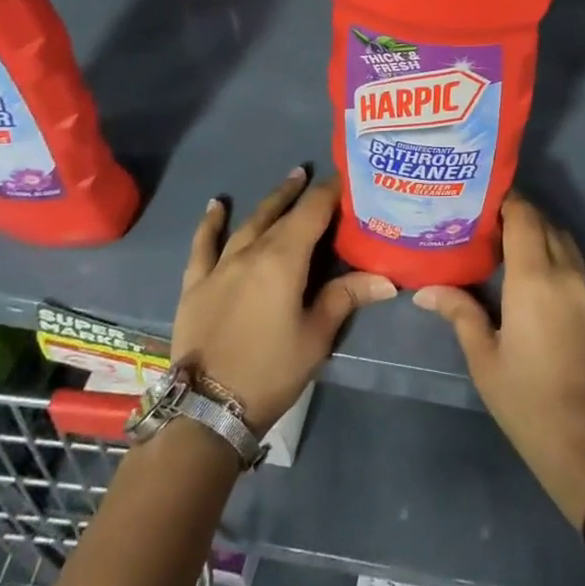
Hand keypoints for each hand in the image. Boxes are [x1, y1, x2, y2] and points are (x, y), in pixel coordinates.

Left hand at [171, 169, 396, 430]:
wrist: (207, 411)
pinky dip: (210, 223)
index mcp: (284, 259)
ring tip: (288, 181)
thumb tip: (388, 278)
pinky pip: (203, 245)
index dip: (331, 193)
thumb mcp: (317, 336)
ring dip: (270, 201)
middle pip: (281, 213)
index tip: (348, 179)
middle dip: (302, 193)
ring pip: (249, 223)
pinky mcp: (196, 285)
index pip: (312, 212)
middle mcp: (251, 252)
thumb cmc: (270, 371)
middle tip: (317, 174)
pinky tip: (216, 205)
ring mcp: (220, 266)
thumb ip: (346, 297)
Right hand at [414, 194, 584, 521]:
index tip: (474, 195)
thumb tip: (425, 289)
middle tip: (478, 216)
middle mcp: (564, 272)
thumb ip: (460, 314)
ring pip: (560, 238)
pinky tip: (524, 265)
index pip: (523, 216)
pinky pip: (570, 258)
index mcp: (535, 279)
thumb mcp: (485, 360)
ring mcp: (584, 288)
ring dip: (535, 228)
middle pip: (543, 222)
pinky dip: (549, 248)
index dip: (503, 198)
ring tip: (498, 236)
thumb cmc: (529, 403)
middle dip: (515, 211)